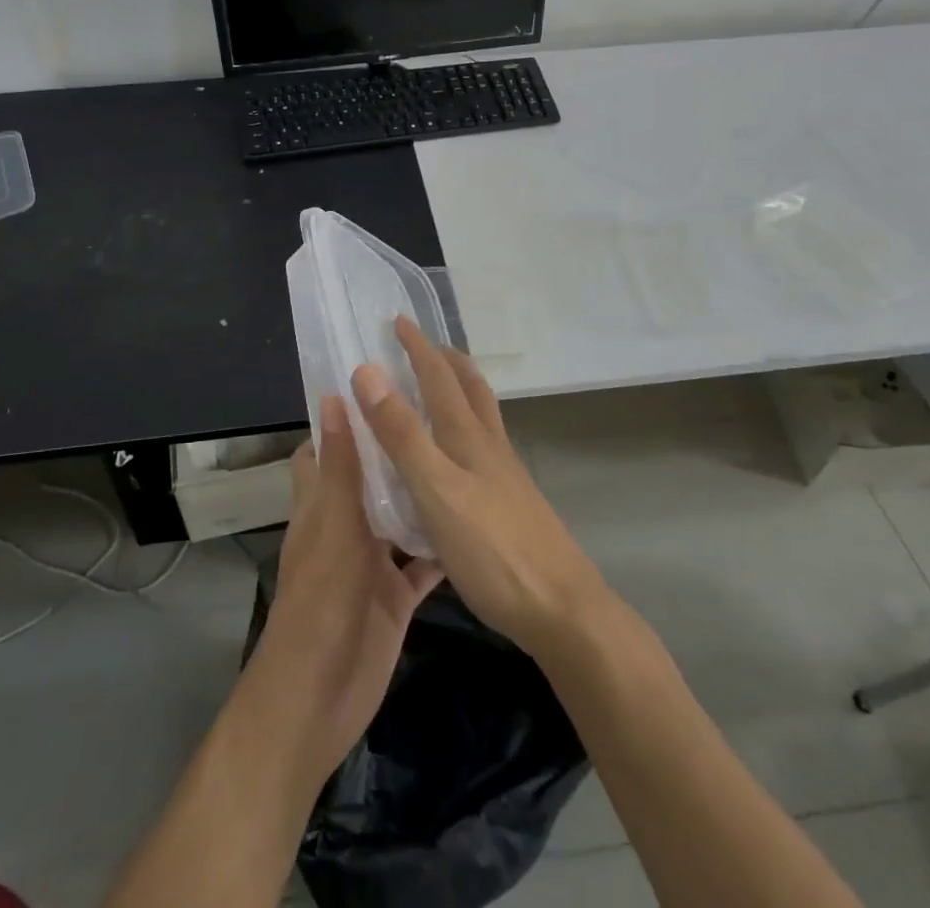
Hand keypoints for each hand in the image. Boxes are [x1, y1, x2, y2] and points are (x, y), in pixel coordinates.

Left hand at [245, 400, 442, 788]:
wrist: (319, 698)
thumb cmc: (322, 601)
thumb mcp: (334, 525)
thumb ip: (339, 466)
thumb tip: (332, 397)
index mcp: (321, 504)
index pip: (325, 449)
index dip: (344, 418)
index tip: (379, 384)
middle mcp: (345, 526)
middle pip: (368, 478)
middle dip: (393, 451)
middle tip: (437, 412)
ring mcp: (371, 562)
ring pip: (398, 517)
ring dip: (421, 494)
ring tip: (462, 454)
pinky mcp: (396, 595)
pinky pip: (421, 564)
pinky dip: (442, 547)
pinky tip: (475, 523)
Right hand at [351, 317, 607, 661]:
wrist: (562, 610)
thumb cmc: (492, 550)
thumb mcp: (435, 490)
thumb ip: (402, 434)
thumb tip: (368, 371)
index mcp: (468, 437)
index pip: (438, 377)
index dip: (418, 347)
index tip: (399, 320)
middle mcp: (489, 447)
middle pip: (470, 389)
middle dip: (446, 361)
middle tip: (426, 345)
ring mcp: (505, 476)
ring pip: (482, 417)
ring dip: (462, 390)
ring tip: (445, 386)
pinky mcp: (512, 504)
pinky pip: (485, 448)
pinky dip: (468, 429)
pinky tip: (461, 456)